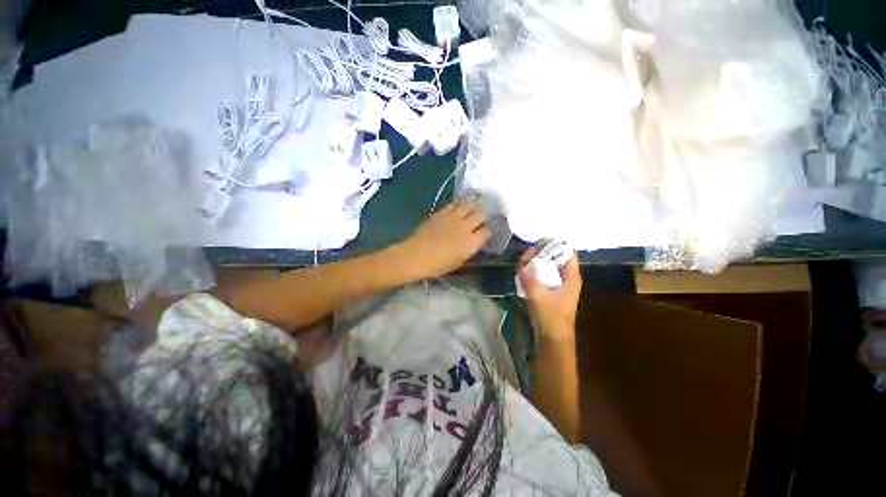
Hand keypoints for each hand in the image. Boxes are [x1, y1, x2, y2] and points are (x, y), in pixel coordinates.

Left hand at [398, 201, 491, 279]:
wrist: (416, 255)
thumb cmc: (438, 265)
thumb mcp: (459, 262)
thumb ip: (469, 250)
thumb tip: (474, 242)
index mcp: (472, 242)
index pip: (488, 231)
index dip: (488, 232)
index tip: (485, 233)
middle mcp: (466, 226)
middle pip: (482, 214)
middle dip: (484, 216)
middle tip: (481, 220)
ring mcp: (453, 217)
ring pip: (470, 205)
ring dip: (473, 207)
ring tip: (472, 211)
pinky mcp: (442, 212)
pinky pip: (454, 204)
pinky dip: (459, 205)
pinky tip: (458, 209)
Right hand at [518, 243, 582, 341]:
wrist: (553, 339)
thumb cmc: (551, 318)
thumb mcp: (539, 299)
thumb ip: (530, 281)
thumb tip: (521, 266)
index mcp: (571, 277)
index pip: (568, 252)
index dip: (555, 245)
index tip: (538, 243)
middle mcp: (566, 278)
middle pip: (556, 257)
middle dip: (540, 253)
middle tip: (525, 256)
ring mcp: (558, 284)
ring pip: (548, 265)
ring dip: (535, 262)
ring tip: (521, 263)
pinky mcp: (550, 290)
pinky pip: (542, 274)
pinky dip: (533, 271)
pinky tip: (522, 272)